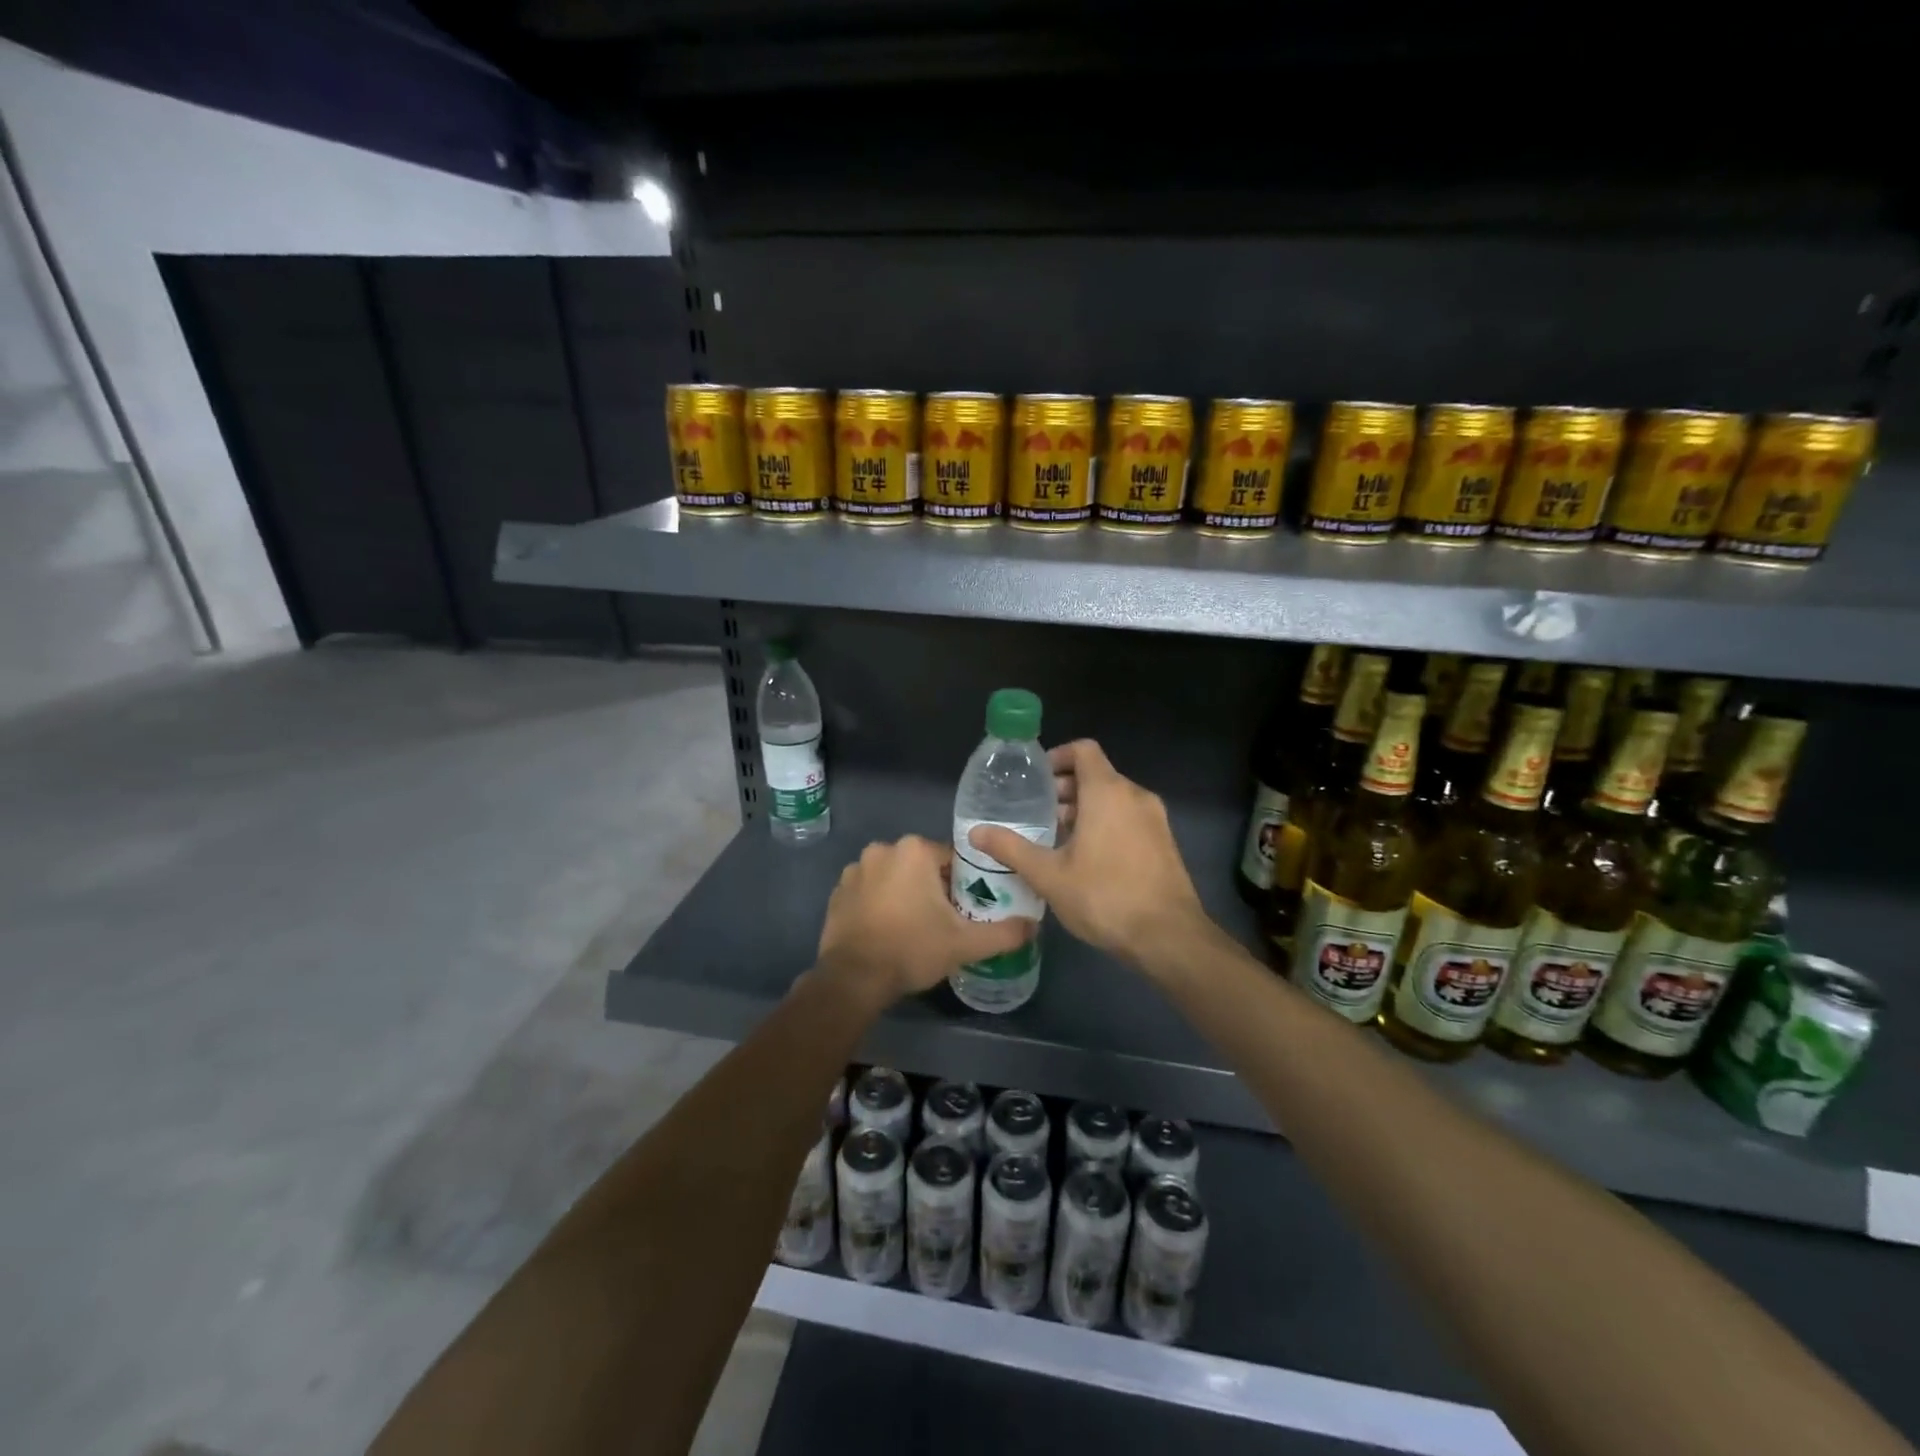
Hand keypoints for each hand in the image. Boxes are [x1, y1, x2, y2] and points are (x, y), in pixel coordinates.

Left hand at [814, 835, 1034, 1005]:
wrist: (854, 978)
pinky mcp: (837, 892)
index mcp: (914, 850)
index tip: (964, 910)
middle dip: (933, 889)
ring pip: (894, 877)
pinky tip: (886, 931)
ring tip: (913, 929)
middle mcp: (882, 849)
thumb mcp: (965, 944)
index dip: (962, 884)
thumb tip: (1034, 926)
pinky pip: (869, 891)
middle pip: (921, 866)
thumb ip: (1004, 932)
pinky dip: (879, 904)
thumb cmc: (912, 949)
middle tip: (943, 922)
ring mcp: (855, 870)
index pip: (951, 859)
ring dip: (904, 894)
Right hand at [970, 740, 1208, 974]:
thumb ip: (1011, 849)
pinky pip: (1130, 818)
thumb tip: (975, 832)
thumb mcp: (1049, 875)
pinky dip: (1107, 823)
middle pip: (1097, 774)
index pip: (1083, 750)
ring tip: (1057, 838)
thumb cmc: (1104, 896)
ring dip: (1086, 808)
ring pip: (1115, 798)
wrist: (1169, 937)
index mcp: (1107, 792)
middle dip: (1066, 788)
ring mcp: (1155, 819)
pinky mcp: (1165, 842)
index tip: (1036, 779)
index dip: (1058, 756)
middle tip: (1038, 813)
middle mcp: (1135, 795)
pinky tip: (1088, 858)